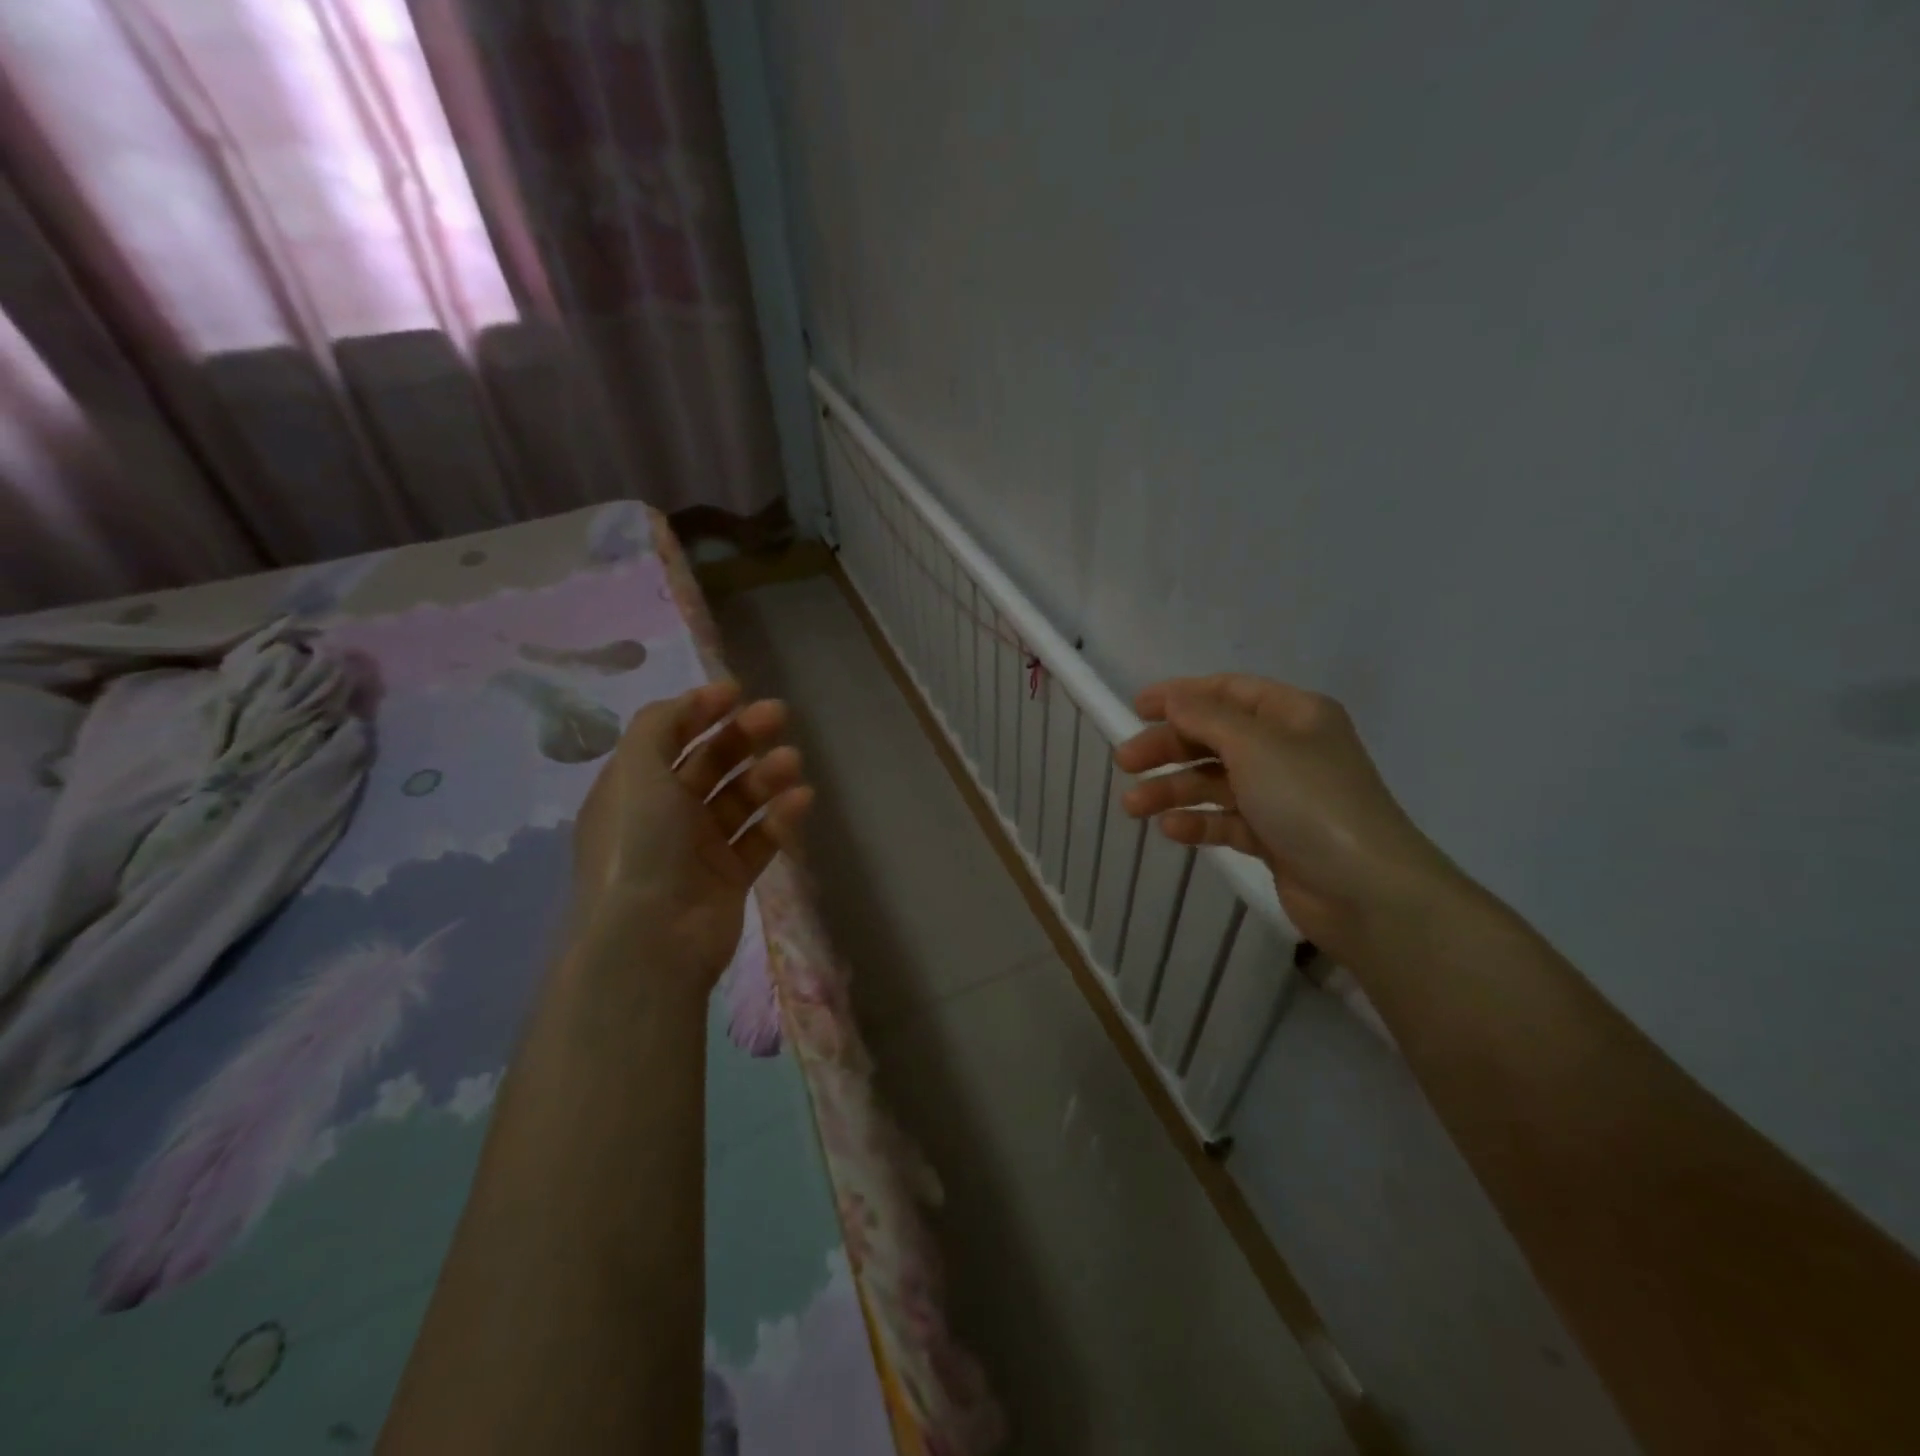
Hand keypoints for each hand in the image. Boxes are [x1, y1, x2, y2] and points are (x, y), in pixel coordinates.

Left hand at [572, 682, 812, 986]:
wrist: (651, 939)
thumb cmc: (639, 843)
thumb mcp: (635, 770)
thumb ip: (660, 724)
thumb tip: (692, 701)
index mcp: (635, 787)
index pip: (670, 737)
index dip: (701, 711)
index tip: (737, 693)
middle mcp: (666, 813)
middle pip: (711, 763)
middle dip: (743, 736)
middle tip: (778, 716)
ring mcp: (700, 847)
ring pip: (741, 799)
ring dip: (767, 774)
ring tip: (792, 764)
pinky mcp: (731, 877)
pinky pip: (761, 837)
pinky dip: (781, 817)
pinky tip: (801, 799)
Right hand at [1114, 674, 1456, 958]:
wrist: (1366, 890)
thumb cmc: (1309, 800)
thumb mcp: (1254, 745)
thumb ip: (1206, 717)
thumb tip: (1173, 697)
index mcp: (1293, 714)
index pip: (1228, 692)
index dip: (1181, 696)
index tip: (1136, 708)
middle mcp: (1288, 749)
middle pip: (1215, 738)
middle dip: (1169, 748)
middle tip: (1125, 762)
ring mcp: (1282, 795)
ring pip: (1215, 782)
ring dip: (1173, 789)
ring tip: (1133, 805)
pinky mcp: (1275, 837)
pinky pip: (1227, 820)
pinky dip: (1198, 821)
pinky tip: (1171, 829)